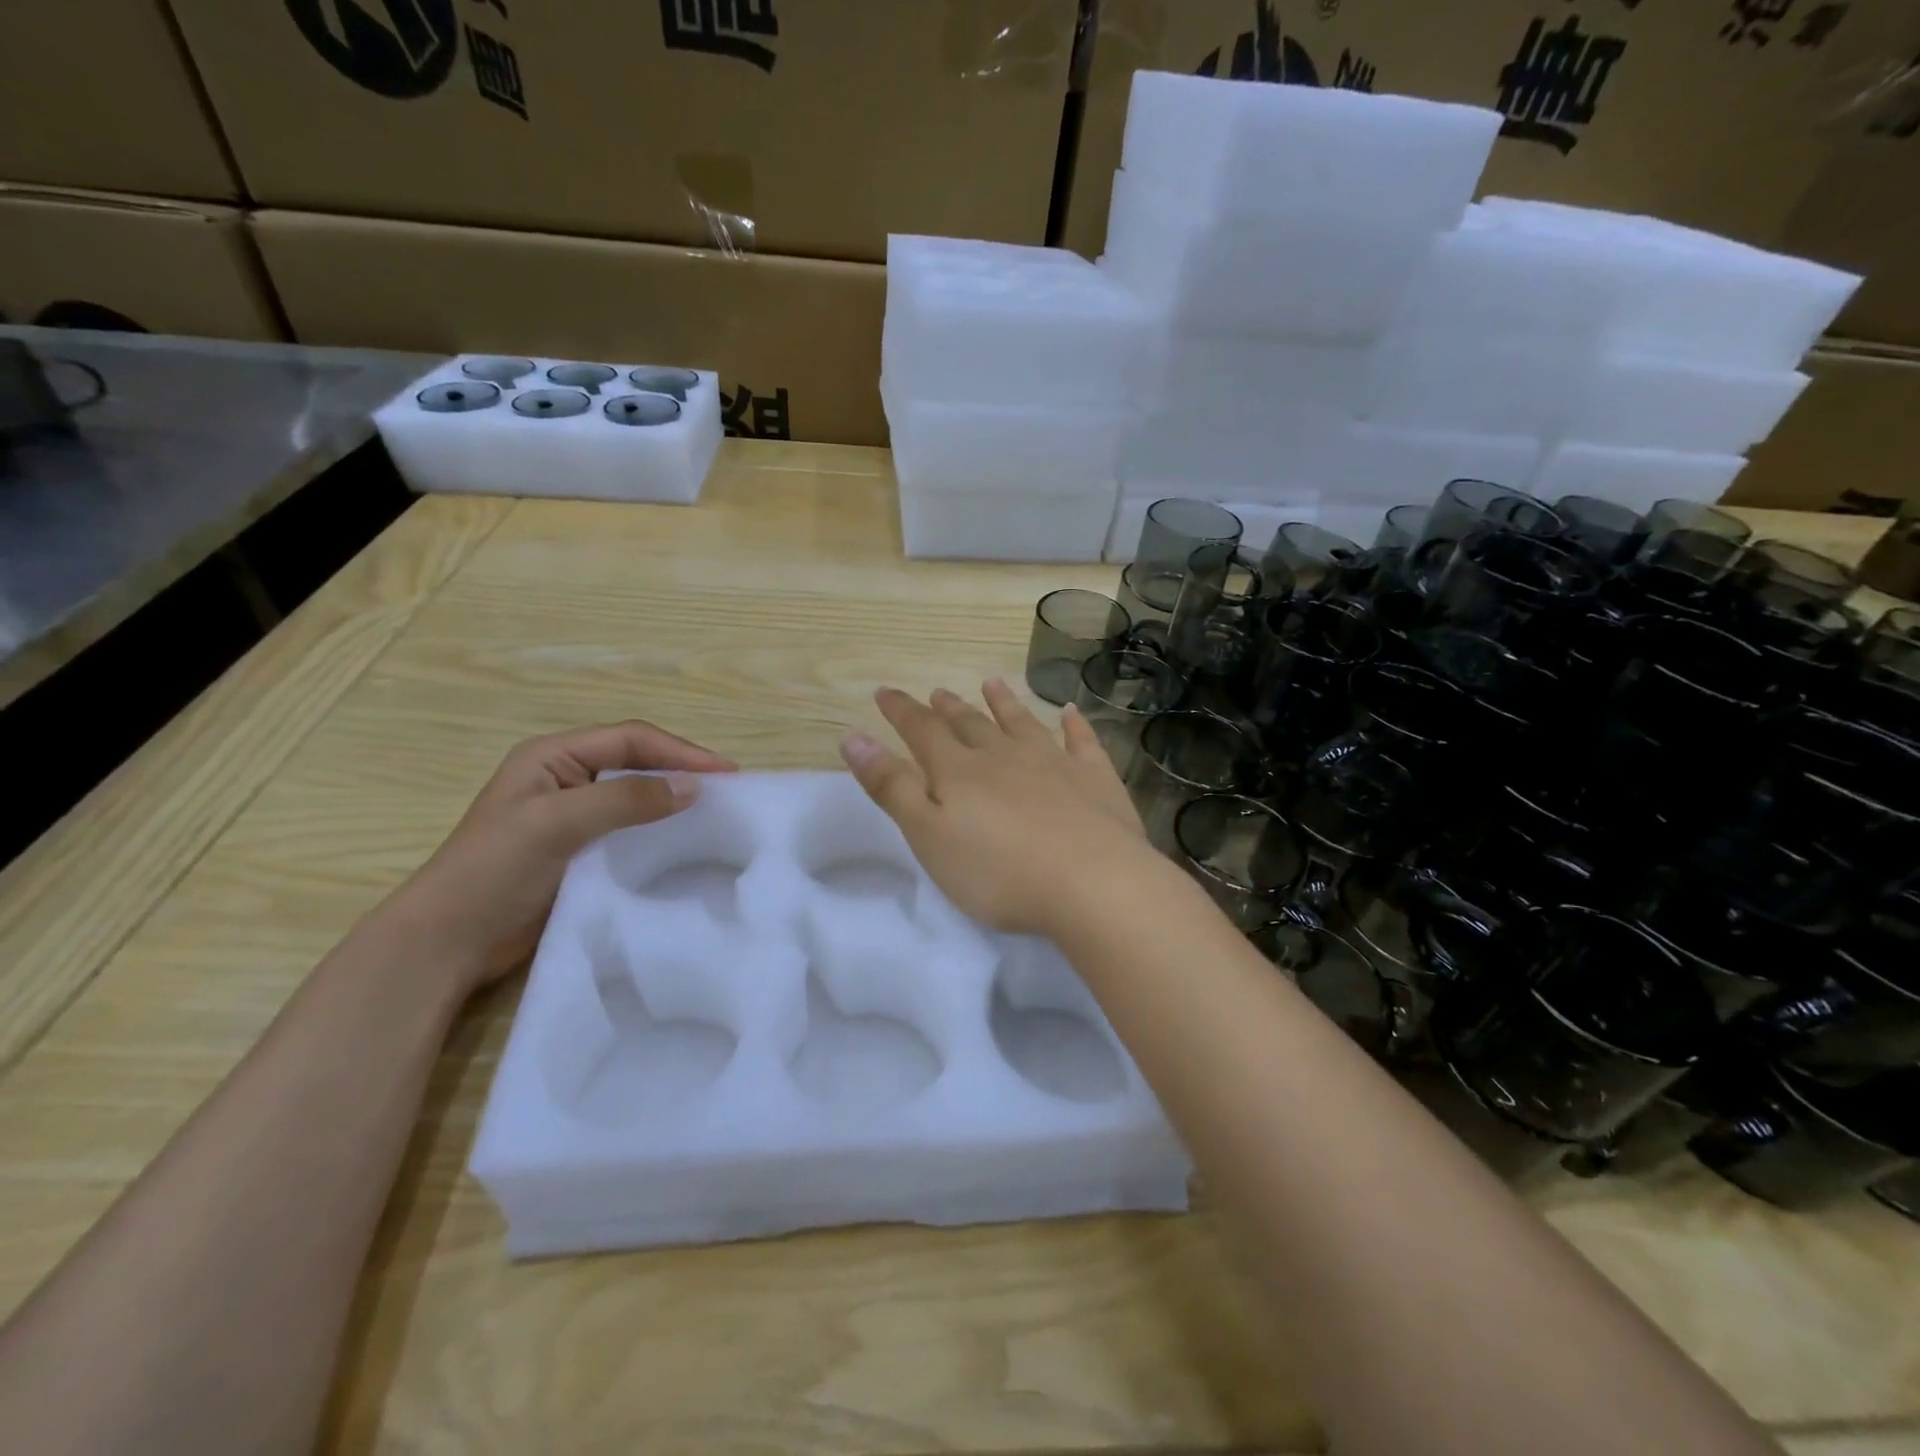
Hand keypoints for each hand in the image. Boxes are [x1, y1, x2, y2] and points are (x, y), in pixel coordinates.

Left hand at [375, 721, 735, 994]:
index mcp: (553, 756)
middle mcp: (566, 777)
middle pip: (638, 761)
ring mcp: (573, 815)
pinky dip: (660, 829)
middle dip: (683, 770)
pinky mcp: (580, 850)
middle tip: (729, 790)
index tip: (727, 774)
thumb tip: (695, 787)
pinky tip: (684, 841)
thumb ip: (625, 800)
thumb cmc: (494, 870)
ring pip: (637, 795)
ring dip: (674, 799)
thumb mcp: (557, 823)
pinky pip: (631, 828)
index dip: (681, 752)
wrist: (447, 942)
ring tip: (716, 812)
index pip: (631, 739)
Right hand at [840, 680, 1163, 935]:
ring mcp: (1054, 761)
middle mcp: (1004, 754)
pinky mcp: (1095, 778)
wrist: (1091, 882)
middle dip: (949, 708)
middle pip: (970, 724)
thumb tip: (853, 738)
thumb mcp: (928, 835)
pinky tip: (1071, 712)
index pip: (922, 731)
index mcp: (959, 770)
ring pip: (1022, 723)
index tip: (885, 692)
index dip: (901, 711)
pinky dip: (1074, 724)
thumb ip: (891, 787)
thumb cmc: (998, 871)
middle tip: (937, 692)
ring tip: (992, 684)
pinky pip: (1081, 741)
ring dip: (1004, 703)